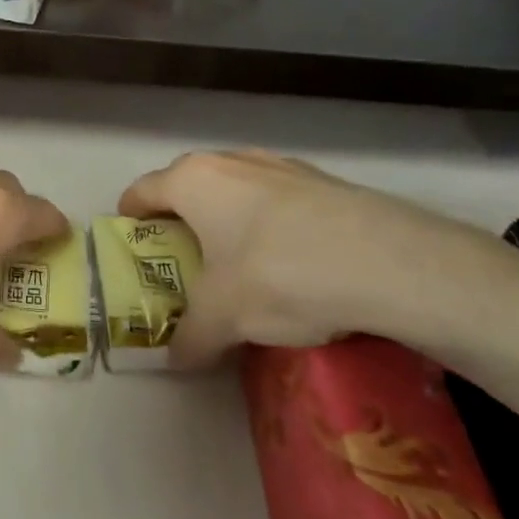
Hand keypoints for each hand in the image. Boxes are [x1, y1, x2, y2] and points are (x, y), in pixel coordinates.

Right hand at [119, 150, 518, 366]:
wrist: (387, 261)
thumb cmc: (279, 274)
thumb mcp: (223, 318)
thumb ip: (189, 337)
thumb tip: (175, 359)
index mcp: (193, 180)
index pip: (142, 191)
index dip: (130, 219)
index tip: (132, 247)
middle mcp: (232, 160)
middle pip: (188, 187)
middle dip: (181, 224)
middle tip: (185, 266)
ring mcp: (281, 165)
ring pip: (236, 191)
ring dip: (228, 222)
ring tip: (239, 267)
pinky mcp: (323, 181)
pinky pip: (277, 201)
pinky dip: (270, 225)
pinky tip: (292, 265)